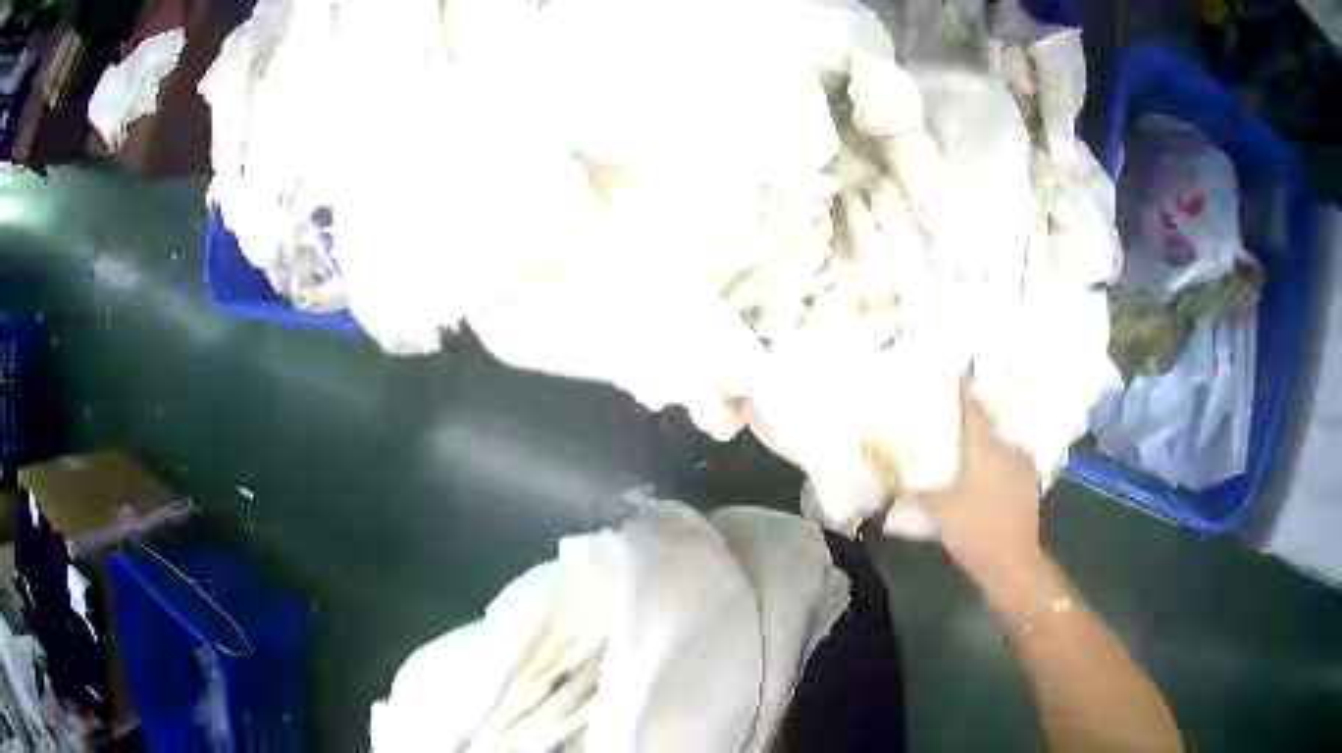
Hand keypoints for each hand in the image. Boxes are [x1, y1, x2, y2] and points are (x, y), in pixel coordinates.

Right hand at [922, 373, 1043, 587]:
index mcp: (984, 448)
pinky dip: (995, 462)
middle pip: (987, 424)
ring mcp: (1022, 464)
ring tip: (966, 451)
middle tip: (951, 420)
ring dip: (984, 444)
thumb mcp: (938, 511)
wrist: (1012, 562)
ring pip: (999, 444)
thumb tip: (897, 476)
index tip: (954, 371)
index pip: (973, 408)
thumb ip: (919, 489)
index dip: (963, 388)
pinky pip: (1008, 461)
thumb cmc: (974, 531)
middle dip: (971, 420)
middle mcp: (1006, 448)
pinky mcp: (1028, 481)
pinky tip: (984, 477)